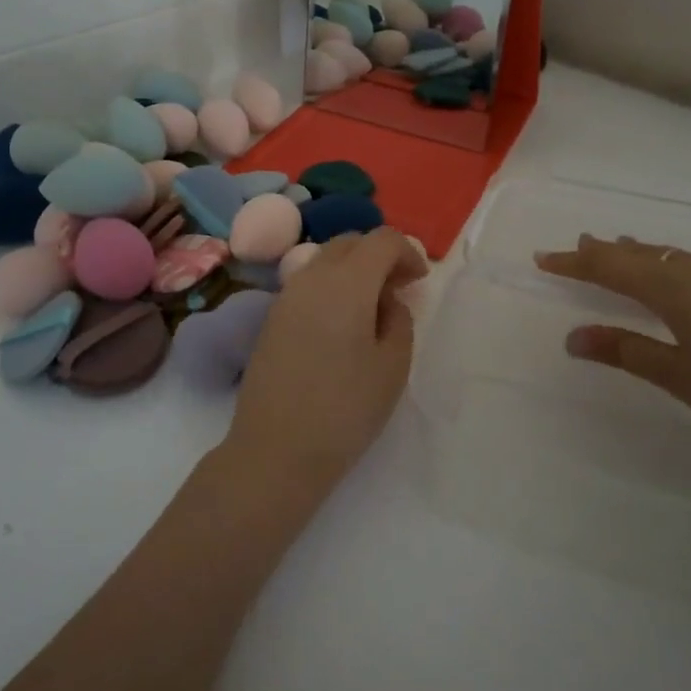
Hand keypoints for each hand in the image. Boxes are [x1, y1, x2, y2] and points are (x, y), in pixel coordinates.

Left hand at [225, 229, 427, 490]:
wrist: (275, 450)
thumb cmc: (345, 409)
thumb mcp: (392, 366)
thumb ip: (398, 320)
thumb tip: (386, 300)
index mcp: (346, 282)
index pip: (382, 240)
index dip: (407, 252)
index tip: (419, 282)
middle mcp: (311, 277)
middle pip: (350, 242)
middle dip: (379, 255)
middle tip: (399, 289)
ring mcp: (285, 296)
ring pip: (325, 260)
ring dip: (353, 269)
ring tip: (372, 307)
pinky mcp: (271, 318)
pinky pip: (307, 283)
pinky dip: (331, 287)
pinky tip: (342, 324)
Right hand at [536, 236, 690, 462]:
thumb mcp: (680, 376)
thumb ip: (625, 351)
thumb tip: (574, 338)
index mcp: (675, 287)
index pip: (609, 266)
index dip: (574, 262)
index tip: (544, 258)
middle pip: (645, 252)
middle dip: (609, 251)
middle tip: (583, 246)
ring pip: (681, 255)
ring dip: (650, 257)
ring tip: (632, 257)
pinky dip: (687, 267)